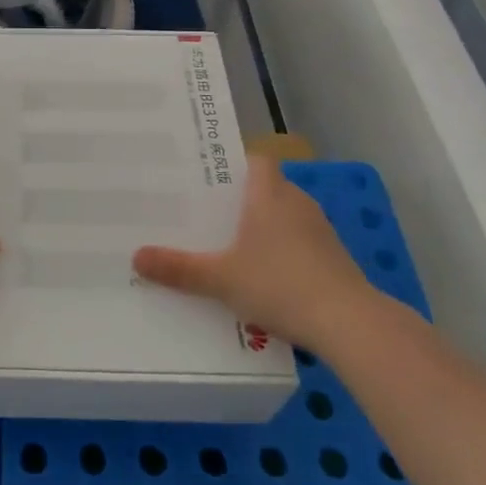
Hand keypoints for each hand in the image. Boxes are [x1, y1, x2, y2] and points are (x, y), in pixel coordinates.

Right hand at [133, 155, 372, 348]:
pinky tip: (266, 279)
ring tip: (232, 248)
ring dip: (265, 229)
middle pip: (268, 189)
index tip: (209, 178)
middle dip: (242, 201)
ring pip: (286, 218)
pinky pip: (301, 244)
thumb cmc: (280, 285)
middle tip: (209, 215)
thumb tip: (135, 257)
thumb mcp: (220, 279)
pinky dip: (284, 253)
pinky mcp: (335, 259)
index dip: (236, 164)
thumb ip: (179, 268)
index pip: (257, 161)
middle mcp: (297, 204)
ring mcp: (321, 231)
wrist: (350, 324)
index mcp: (269, 195)